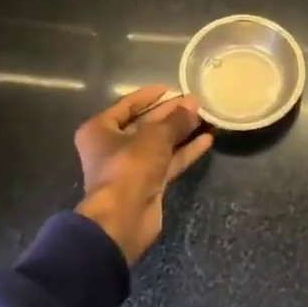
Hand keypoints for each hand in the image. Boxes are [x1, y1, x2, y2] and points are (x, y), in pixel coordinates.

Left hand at [75, 86, 213, 264]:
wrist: (123, 218)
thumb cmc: (129, 166)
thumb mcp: (154, 136)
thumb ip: (175, 120)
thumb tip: (193, 105)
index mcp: (100, 130)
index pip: (128, 105)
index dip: (150, 95)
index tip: (171, 88)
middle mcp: (112, 147)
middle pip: (145, 124)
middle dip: (170, 113)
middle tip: (195, 102)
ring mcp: (130, 167)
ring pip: (159, 143)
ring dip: (180, 131)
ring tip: (204, 117)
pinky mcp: (147, 183)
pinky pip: (168, 161)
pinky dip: (184, 151)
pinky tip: (206, 140)